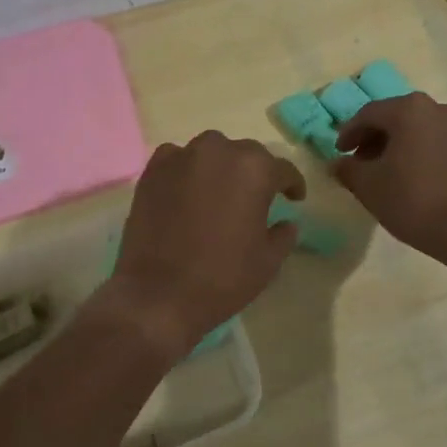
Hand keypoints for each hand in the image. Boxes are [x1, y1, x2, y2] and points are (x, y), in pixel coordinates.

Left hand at [105, 132, 304, 359]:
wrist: (159, 295)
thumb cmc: (222, 278)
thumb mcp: (268, 261)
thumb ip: (283, 235)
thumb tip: (287, 223)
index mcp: (254, 169)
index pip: (282, 169)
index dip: (291, 184)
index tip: (294, 198)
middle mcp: (219, 151)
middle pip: (246, 154)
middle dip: (255, 173)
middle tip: (255, 198)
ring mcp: (181, 157)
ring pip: (211, 151)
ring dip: (220, 167)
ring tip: (219, 192)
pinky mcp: (153, 171)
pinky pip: (177, 159)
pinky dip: (186, 170)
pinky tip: (186, 191)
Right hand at [333, 93, 446, 261]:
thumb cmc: (414, 202)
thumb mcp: (369, 187)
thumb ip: (349, 170)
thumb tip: (339, 163)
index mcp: (411, 110)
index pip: (370, 114)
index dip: (350, 132)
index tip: (341, 152)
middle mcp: (444, 110)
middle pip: (403, 118)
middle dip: (382, 138)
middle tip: (367, 161)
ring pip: (431, 132)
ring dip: (412, 146)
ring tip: (402, 172)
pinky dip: (438, 158)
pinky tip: (433, 182)